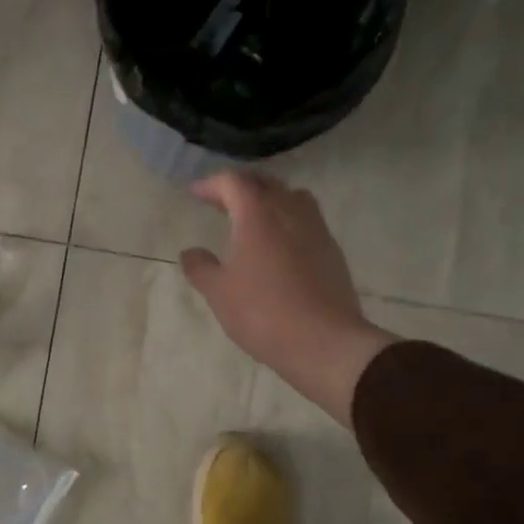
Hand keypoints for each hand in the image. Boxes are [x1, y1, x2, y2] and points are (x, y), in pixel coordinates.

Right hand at [181, 171, 395, 426]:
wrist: (323, 341)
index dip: (212, 183)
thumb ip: (201, 268)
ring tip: (254, 217)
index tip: (196, 192)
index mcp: (257, 215)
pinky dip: (289, 220)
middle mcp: (289, 211)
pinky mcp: (332, 250)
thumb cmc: (262, 312)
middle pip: (265, 183)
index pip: (233, 182)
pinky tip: (280, 244)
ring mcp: (316, 229)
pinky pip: (307, 220)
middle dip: (241, 187)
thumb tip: (191, 252)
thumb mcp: (219, 293)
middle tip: (222, 202)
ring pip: (292, 197)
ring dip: (270, 199)